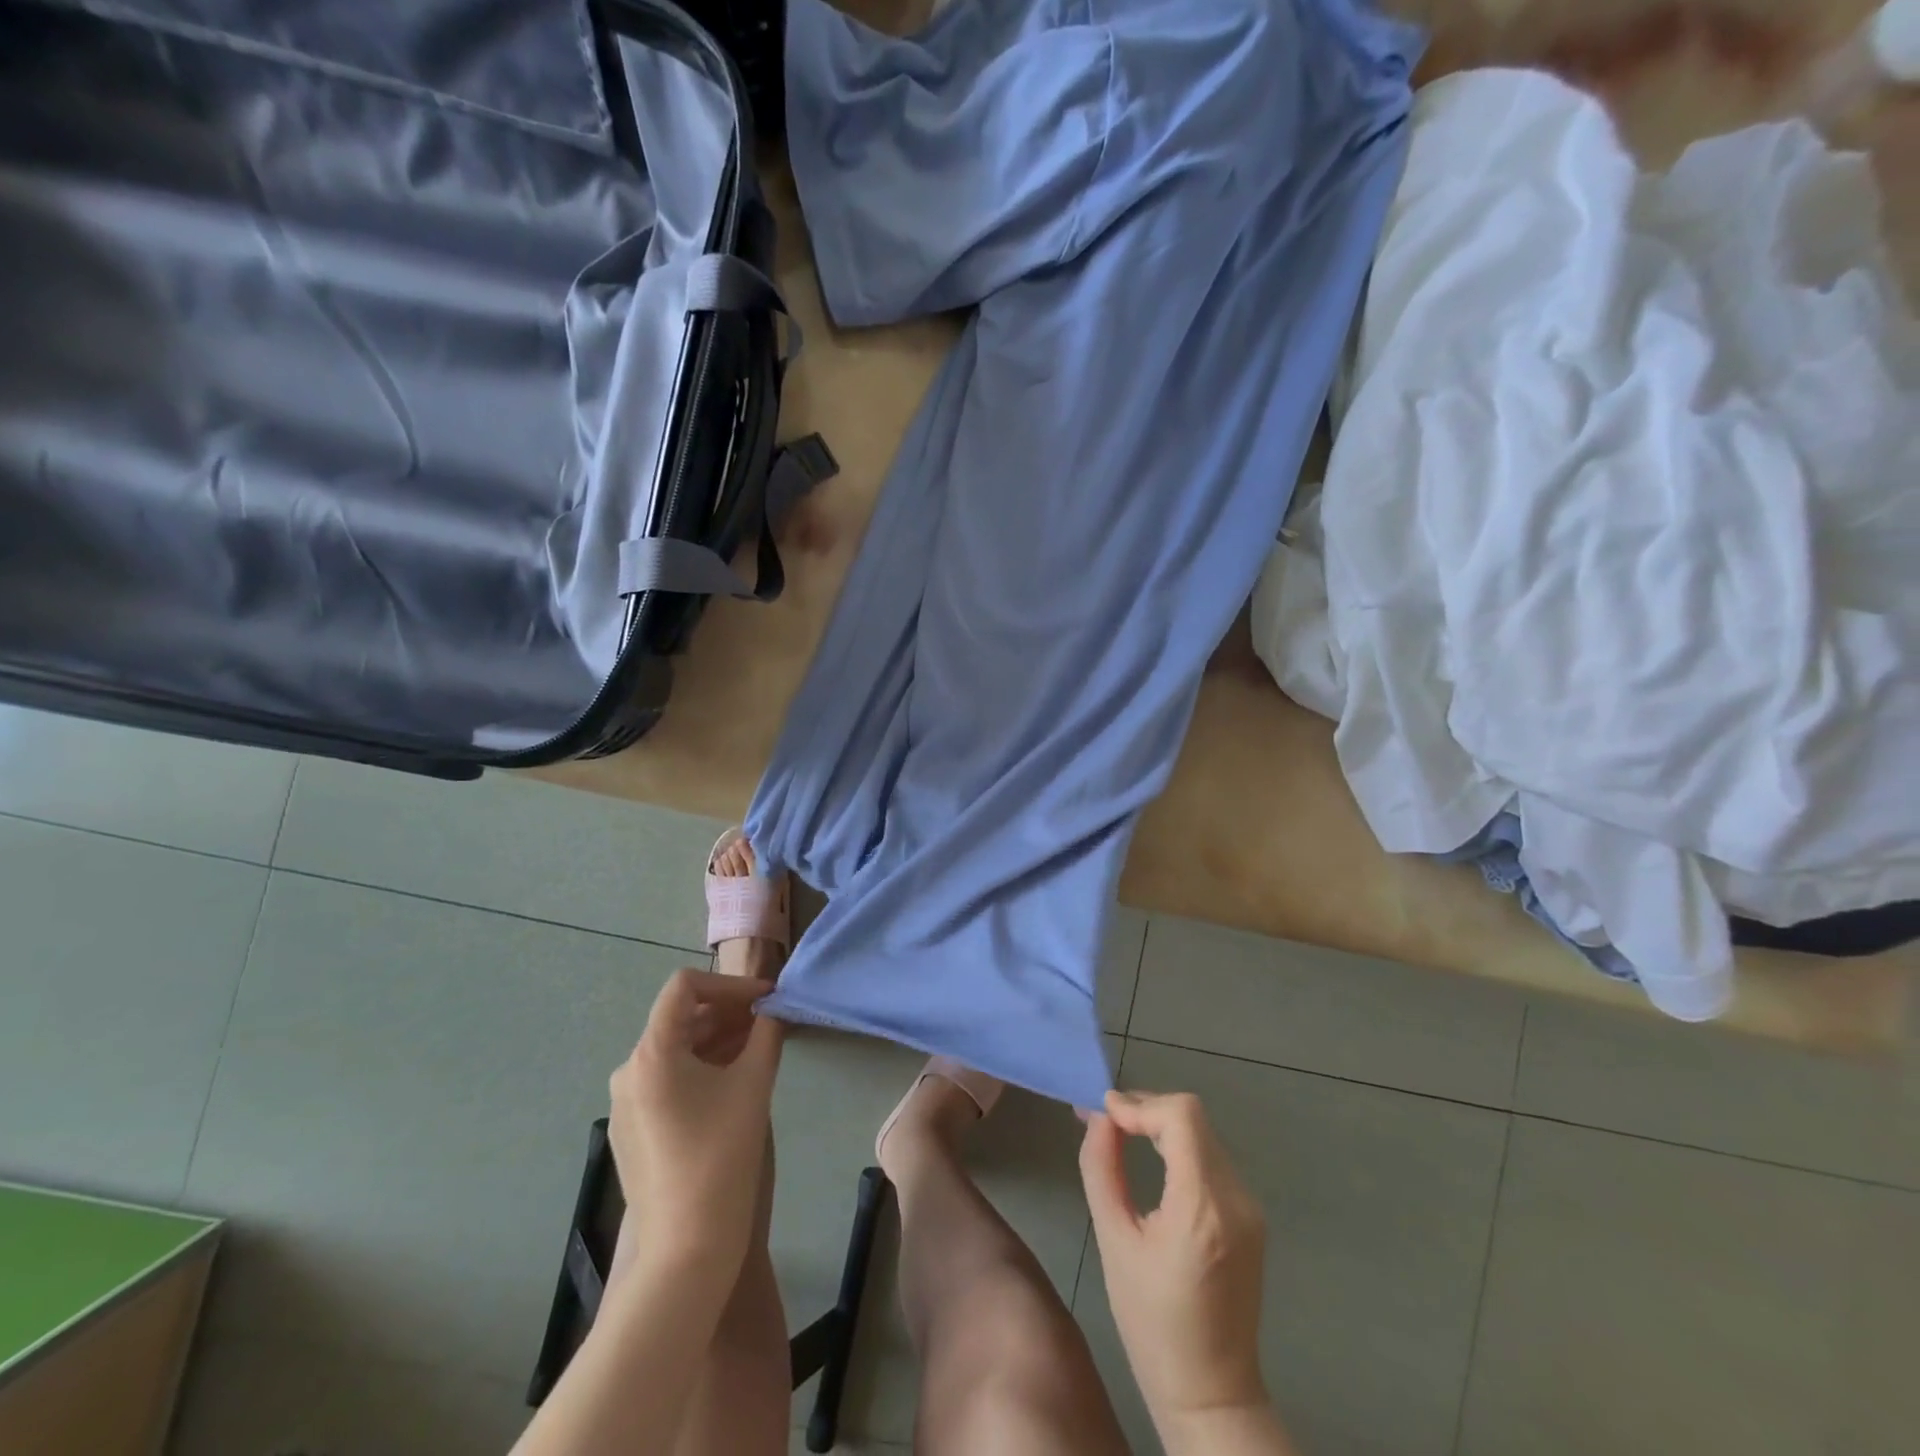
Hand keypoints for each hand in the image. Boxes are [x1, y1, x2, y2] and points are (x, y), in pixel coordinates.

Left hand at [608, 969, 783, 1283]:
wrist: (685, 1248)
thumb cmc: (721, 1155)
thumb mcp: (753, 1083)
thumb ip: (767, 1033)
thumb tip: (775, 1008)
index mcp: (651, 1053)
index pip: (685, 986)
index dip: (730, 983)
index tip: (766, 999)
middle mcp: (629, 1071)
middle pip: (680, 1017)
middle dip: (728, 1012)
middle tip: (768, 1021)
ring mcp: (625, 1103)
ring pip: (675, 1050)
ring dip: (717, 1039)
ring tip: (757, 1048)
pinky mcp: (631, 1130)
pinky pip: (667, 1080)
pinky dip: (701, 1068)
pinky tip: (732, 1082)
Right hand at [1079, 1090, 1268, 1430]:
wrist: (1212, 1395)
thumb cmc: (1152, 1326)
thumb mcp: (1114, 1243)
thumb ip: (1102, 1169)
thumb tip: (1097, 1119)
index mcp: (1203, 1208)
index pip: (1180, 1117)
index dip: (1139, 1104)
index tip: (1101, 1113)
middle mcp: (1236, 1198)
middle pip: (1193, 1117)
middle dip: (1146, 1108)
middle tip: (1104, 1120)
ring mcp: (1249, 1207)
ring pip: (1204, 1133)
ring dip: (1163, 1124)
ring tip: (1122, 1134)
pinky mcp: (1250, 1216)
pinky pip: (1213, 1158)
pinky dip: (1180, 1146)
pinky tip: (1154, 1159)